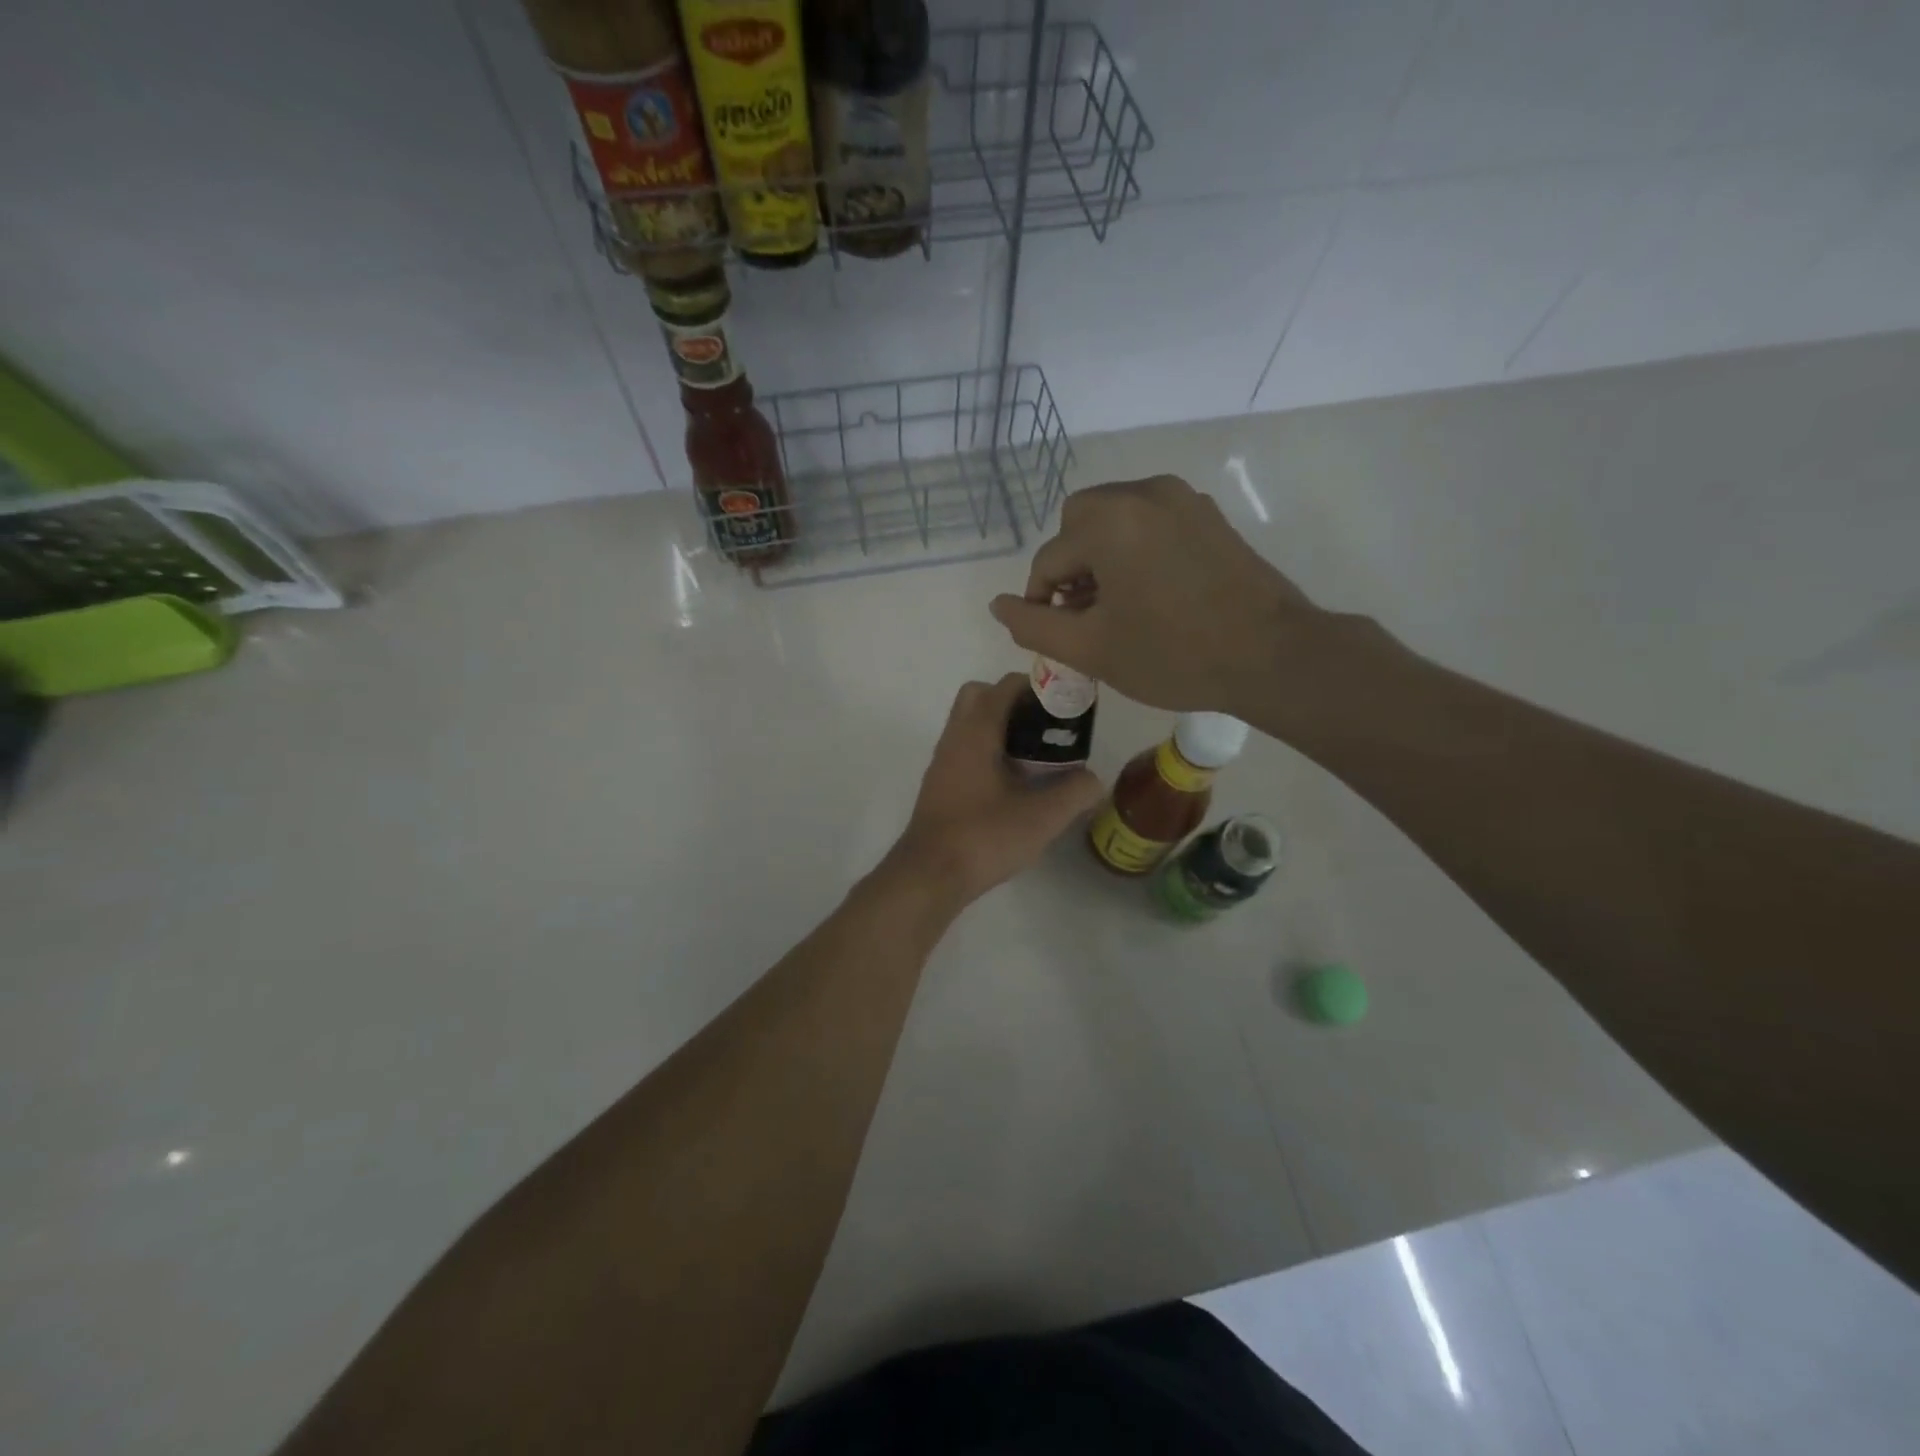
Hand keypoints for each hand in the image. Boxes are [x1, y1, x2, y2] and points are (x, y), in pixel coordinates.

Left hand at [886, 674, 1103, 906]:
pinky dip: (989, 752)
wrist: (930, 875)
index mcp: (976, 732)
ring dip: (1001, 729)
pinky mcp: (940, 785)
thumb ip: (1075, 792)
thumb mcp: (1042, 817)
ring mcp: (943, 761)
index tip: (1066, 705)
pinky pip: (966, 750)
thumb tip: (1094, 780)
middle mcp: (955, 737)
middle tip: (1046, 727)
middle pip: (980, 696)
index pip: (1004, 686)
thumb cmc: (984, 836)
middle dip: (1014, 702)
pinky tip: (1014, 784)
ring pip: (970, 725)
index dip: (1037, 687)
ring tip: (1037, 757)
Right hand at [988, 475, 1322, 715]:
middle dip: (1071, 565)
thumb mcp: (1091, 649)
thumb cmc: (1173, 655)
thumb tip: (998, 605)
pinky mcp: (1207, 513)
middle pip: (1079, 522)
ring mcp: (1181, 498)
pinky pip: (1150, 520)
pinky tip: (1150, 591)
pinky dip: (1134, 547)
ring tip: (1117, 605)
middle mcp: (1143, 493)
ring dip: (1101, 555)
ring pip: (1114, 517)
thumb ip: (1033, 625)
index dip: (1041, 600)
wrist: (1272, 655)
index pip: (1050, 559)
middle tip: (1085, 613)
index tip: (1057, 635)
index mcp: (1109, 521)